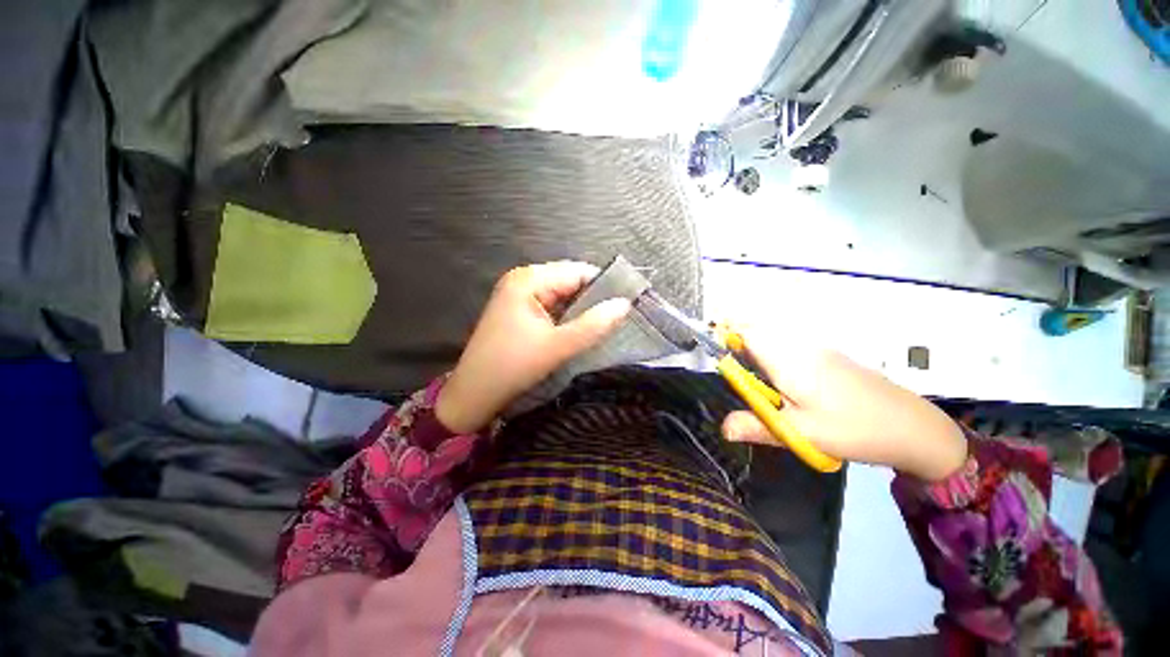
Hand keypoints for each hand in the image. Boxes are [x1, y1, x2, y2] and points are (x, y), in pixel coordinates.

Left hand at [436, 262, 631, 433]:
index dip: (604, 286)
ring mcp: (519, 295)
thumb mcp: (558, 346)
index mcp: (529, 279)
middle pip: (570, 281)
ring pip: (563, 296)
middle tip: (618, 319)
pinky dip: (568, 317)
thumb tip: (626, 305)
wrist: (474, 394)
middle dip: (593, 300)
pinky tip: (581, 331)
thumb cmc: (513, 367)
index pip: (578, 272)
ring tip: (604, 326)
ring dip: (582, 311)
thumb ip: (594, 325)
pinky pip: (553, 307)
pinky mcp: (520, 311)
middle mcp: (523, 280)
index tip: (628, 305)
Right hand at [721, 333, 967, 480]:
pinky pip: (792, 345)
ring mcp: (818, 350)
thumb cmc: (853, 429)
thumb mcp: (801, 433)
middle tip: (730, 365)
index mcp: (788, 360)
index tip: (712, 342)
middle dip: (739, 338)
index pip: (749, 331)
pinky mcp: (830, 358)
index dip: (727, 331)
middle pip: (760, 330)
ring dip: (757, 346)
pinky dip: (776, 352)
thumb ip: (757, 427)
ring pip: (776, 337)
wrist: (913, 428)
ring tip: (751, 374)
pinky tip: (781, 380)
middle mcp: (801, 347)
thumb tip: (722, 428)